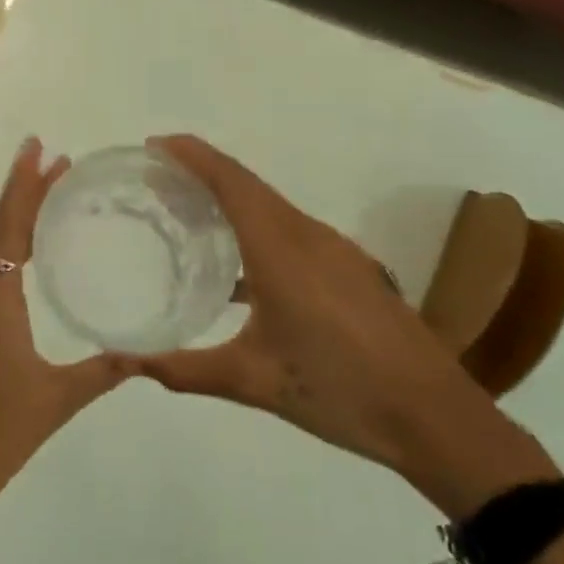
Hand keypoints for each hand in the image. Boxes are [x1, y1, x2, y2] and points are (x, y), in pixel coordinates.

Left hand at [0, 138, 137, 516]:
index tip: (39, 147)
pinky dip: (5, 251)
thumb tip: (144, 351)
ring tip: (48, 201)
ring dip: (13, 221)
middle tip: (59, 166)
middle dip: (24, 194)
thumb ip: (101, 372)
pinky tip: (26, 261)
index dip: (23, 184)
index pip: (10, 226)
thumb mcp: (53, 401)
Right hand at [134, 135, 504, 481]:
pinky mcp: (351, 270)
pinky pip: (292, 231)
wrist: (436, 419)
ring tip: (189, 216)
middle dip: (202, 173)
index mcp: (282, 250)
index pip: (231, 182)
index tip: (154, 145)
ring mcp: (337, 251)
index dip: (192, 155)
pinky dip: (256, 229)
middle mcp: (310, 236)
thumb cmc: (340, 390)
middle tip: (157, 181)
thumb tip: (127, 363)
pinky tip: (240, 271)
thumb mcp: (253, 382)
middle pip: (249, 186)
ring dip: (231, 200)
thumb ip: (184, 370)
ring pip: (273, 208)